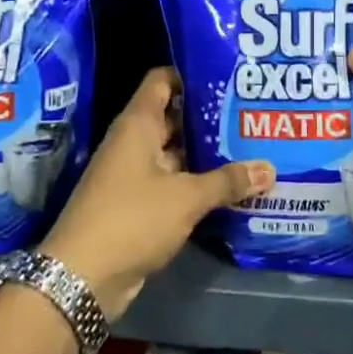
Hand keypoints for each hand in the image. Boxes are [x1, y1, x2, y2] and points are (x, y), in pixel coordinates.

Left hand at [42, 68, 274, 316]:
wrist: (82, 278)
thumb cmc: (132, 219)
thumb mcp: (186, 198)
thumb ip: (227, 181)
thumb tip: (270, 168)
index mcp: (137, 125)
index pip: (163, 81)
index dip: (191, 75)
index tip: (227, 78)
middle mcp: (134, 144)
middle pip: (174, 118)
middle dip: (210, 119)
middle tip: (251, 116)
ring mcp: (134, 176)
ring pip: (176, 155)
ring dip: (207, 155)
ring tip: (251, 149)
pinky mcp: (138, 206)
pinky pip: (173, 185)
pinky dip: (197, 185)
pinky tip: (231, 188)